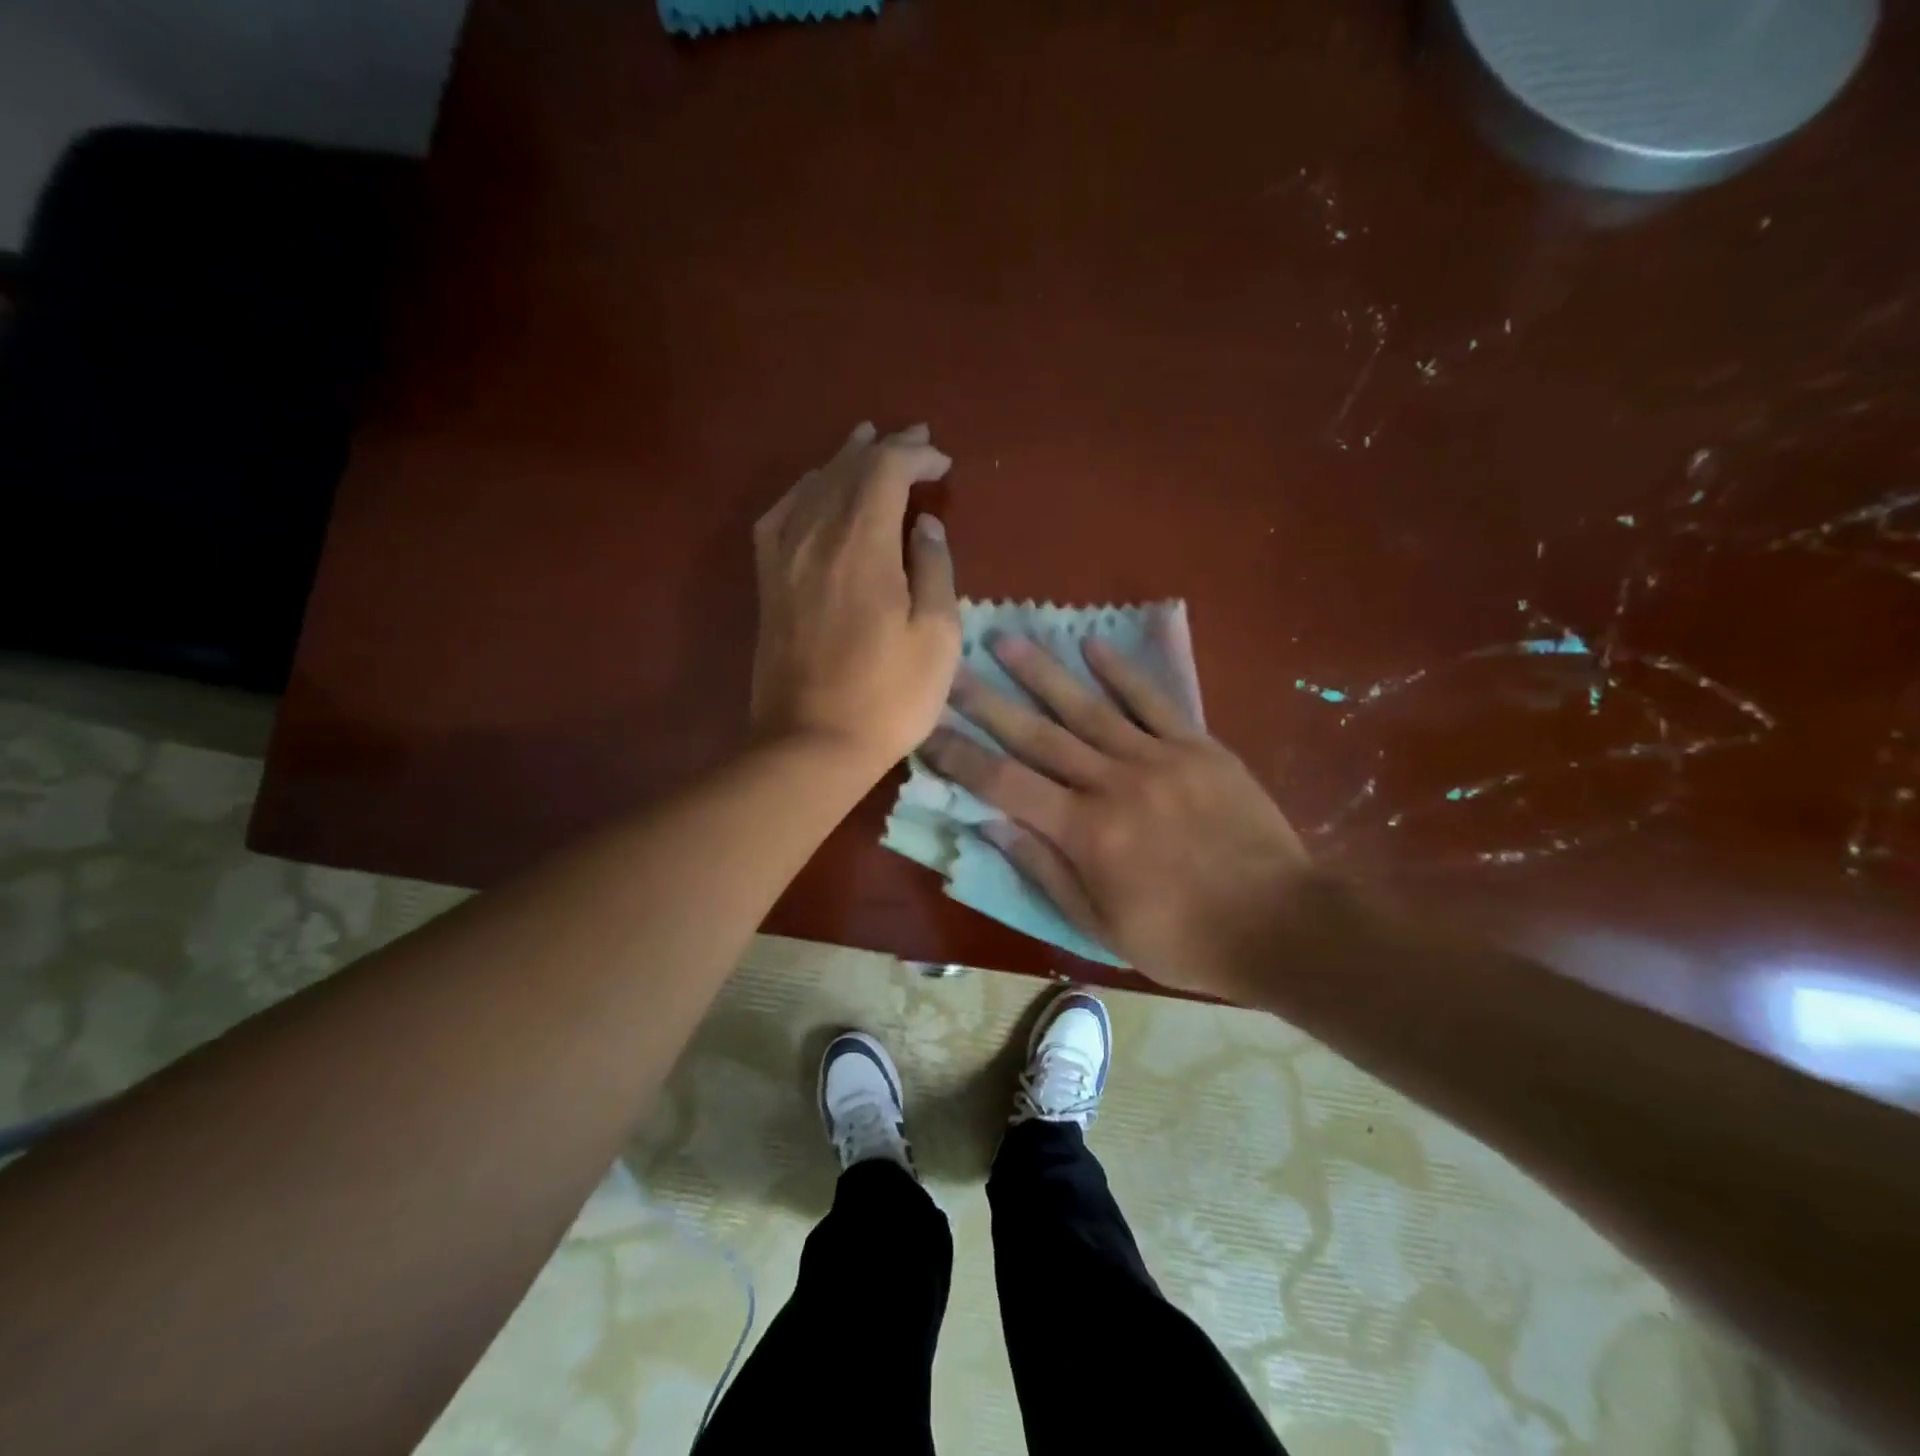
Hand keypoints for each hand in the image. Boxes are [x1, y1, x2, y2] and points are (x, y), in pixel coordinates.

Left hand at [751, 422, 959, 770]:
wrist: (813, 744)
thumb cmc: (889, 696)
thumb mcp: (937, 637)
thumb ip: (935, 570)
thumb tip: (925, 525)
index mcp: (862, 545)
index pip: (885, 471)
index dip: (915, 455)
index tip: (943, 463)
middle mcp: (816, 537)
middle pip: (847, 470)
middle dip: (883, 448)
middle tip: (913, 439)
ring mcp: (784, 559)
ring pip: (812, 486)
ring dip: (842, 460)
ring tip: (864, 442)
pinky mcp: (768, 583)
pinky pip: (780, 517)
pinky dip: (801, 492)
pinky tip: (811, 490)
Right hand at [921, 634, 1309, 995]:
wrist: (1282, 925)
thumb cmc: (1184, 938)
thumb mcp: (1102, 925)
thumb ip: (1044, 870)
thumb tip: (989, 825)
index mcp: (1086, 831)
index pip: (1005, 783)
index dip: (962, 756)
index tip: (929, 728)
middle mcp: (1113, 782)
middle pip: (1038, 734)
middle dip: (988, 700)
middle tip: (953, 667)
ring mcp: (1159, 757)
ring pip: (1089, 706)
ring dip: (1043, 672)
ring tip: (1008, 639)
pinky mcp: (1199, 746)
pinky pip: (1153, 701)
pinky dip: (1121, 672)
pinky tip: (1092, 644)